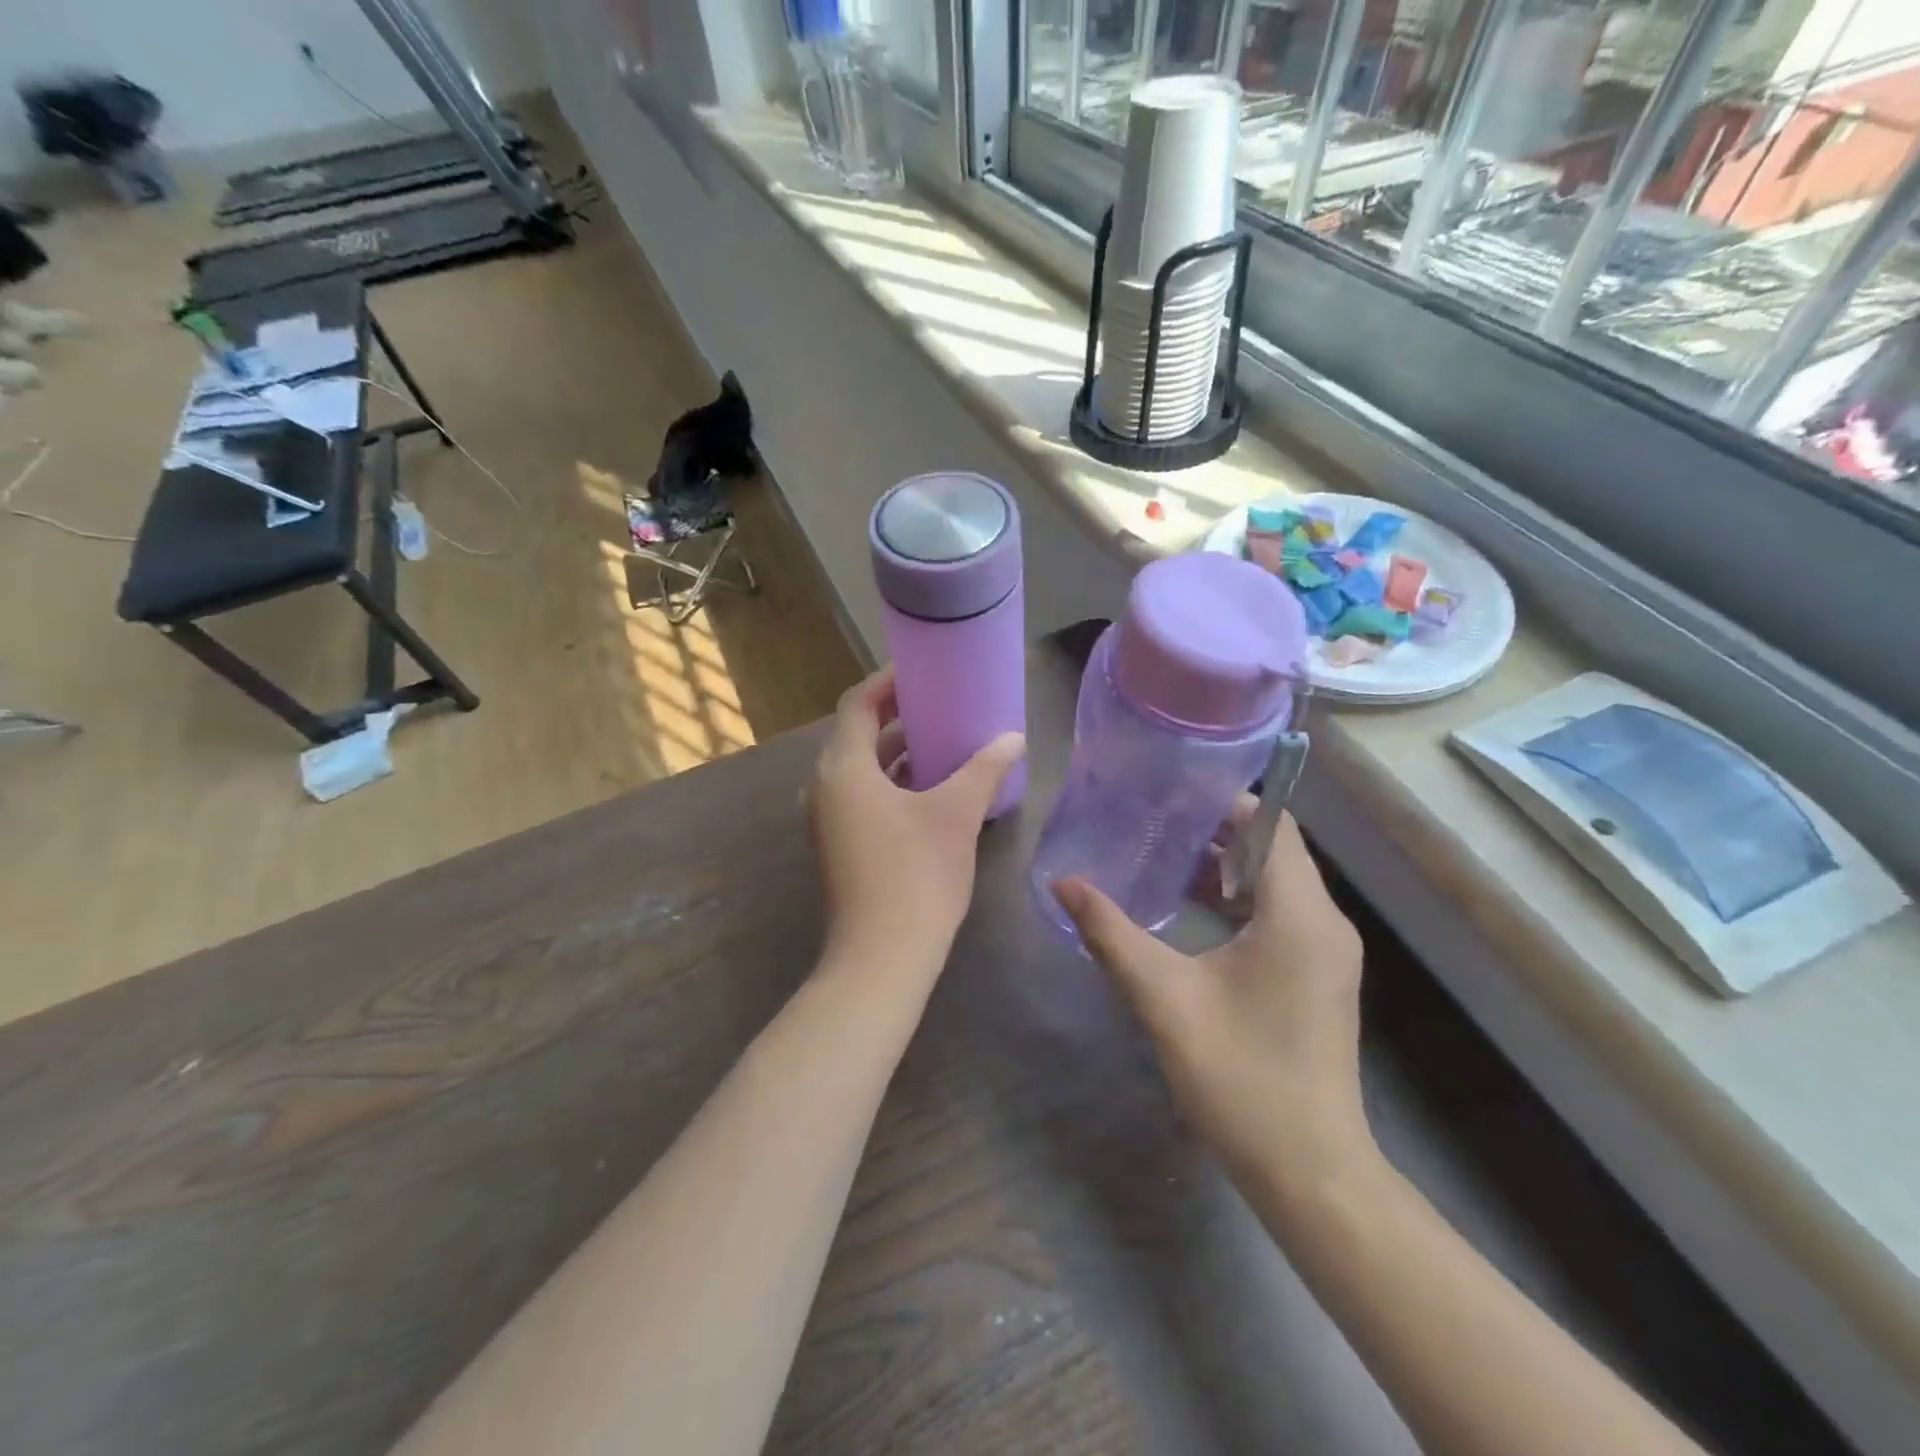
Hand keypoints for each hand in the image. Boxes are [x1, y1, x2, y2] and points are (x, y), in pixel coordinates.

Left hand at [809, 668, 1024, 990]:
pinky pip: (864, 796)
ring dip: (898, 753)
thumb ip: (984, 769)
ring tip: (944, 740)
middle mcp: (825, 787)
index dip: (888, 682)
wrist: (881, 958)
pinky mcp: (839, 845)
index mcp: (843, 768)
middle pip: (858, 735)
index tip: (923, 670)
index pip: (858, 704)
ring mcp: (828, 820)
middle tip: (942, 703)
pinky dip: (893, 783)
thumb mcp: (956, 814)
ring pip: (862, 769)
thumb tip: (1014, 738)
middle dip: (899, 716)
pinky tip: (933, 789)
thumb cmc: (917, 875)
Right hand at [1052, 807, 1373, 1205]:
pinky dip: (1239, 902)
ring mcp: (1327, 954)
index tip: (1169, 795)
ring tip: (1161, 861)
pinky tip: (1192, 914)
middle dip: (1215, 833)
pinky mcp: (1319, 978)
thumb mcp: (1165, 999)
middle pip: (1273, 851)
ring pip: (1276, 884)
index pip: (1271, 826)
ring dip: (1225, 869)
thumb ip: (1112, 934)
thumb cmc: (1240, 1078)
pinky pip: (1281, 915)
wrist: (1310, 1173)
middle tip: (1153, 824)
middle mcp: (1325, 924)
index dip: (1223, 803)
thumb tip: (1064, 884)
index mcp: (1300, 915)